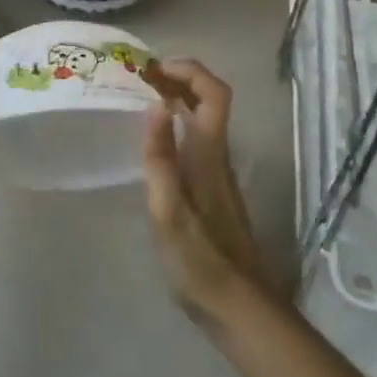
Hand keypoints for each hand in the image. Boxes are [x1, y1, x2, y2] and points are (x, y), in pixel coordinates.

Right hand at [141, 60, 281, 327]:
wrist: (238, 308)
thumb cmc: (200, 261)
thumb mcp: (169, 212)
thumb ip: (161, 158)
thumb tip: (156, 105)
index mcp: (209, 154)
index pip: (213, 93)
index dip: (189, 70)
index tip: (152, 68)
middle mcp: (216, 154)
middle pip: (208, 98)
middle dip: (177, 77)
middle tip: (138, 77)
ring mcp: (215, 171)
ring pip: (202, 117)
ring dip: (175, 97)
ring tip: (138, 97)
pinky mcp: (210, 187)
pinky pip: (195, 137)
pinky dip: (174, 122)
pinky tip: (152, 137)